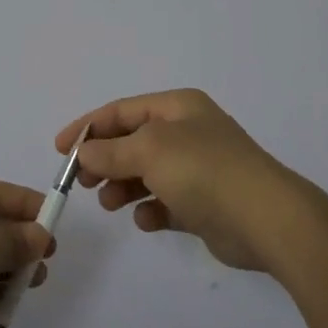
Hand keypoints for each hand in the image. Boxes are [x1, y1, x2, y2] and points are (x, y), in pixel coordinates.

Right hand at [59, 89, 313, 272]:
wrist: (266, 218)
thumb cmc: (204, 170)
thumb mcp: (149, 150)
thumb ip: (111, 151)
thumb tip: (85, 153)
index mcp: (177, 108)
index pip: (122, 110)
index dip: (88, 127)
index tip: (61, 150)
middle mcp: (188, 132)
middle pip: (132, 142)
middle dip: (105, 160)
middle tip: (84, 183)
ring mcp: (199, 168)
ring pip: (146, 173)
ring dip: (123, 187)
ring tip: (111, 204)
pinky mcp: (205, 204)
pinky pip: (166, 202)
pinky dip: (151, 209)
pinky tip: (146, 220)